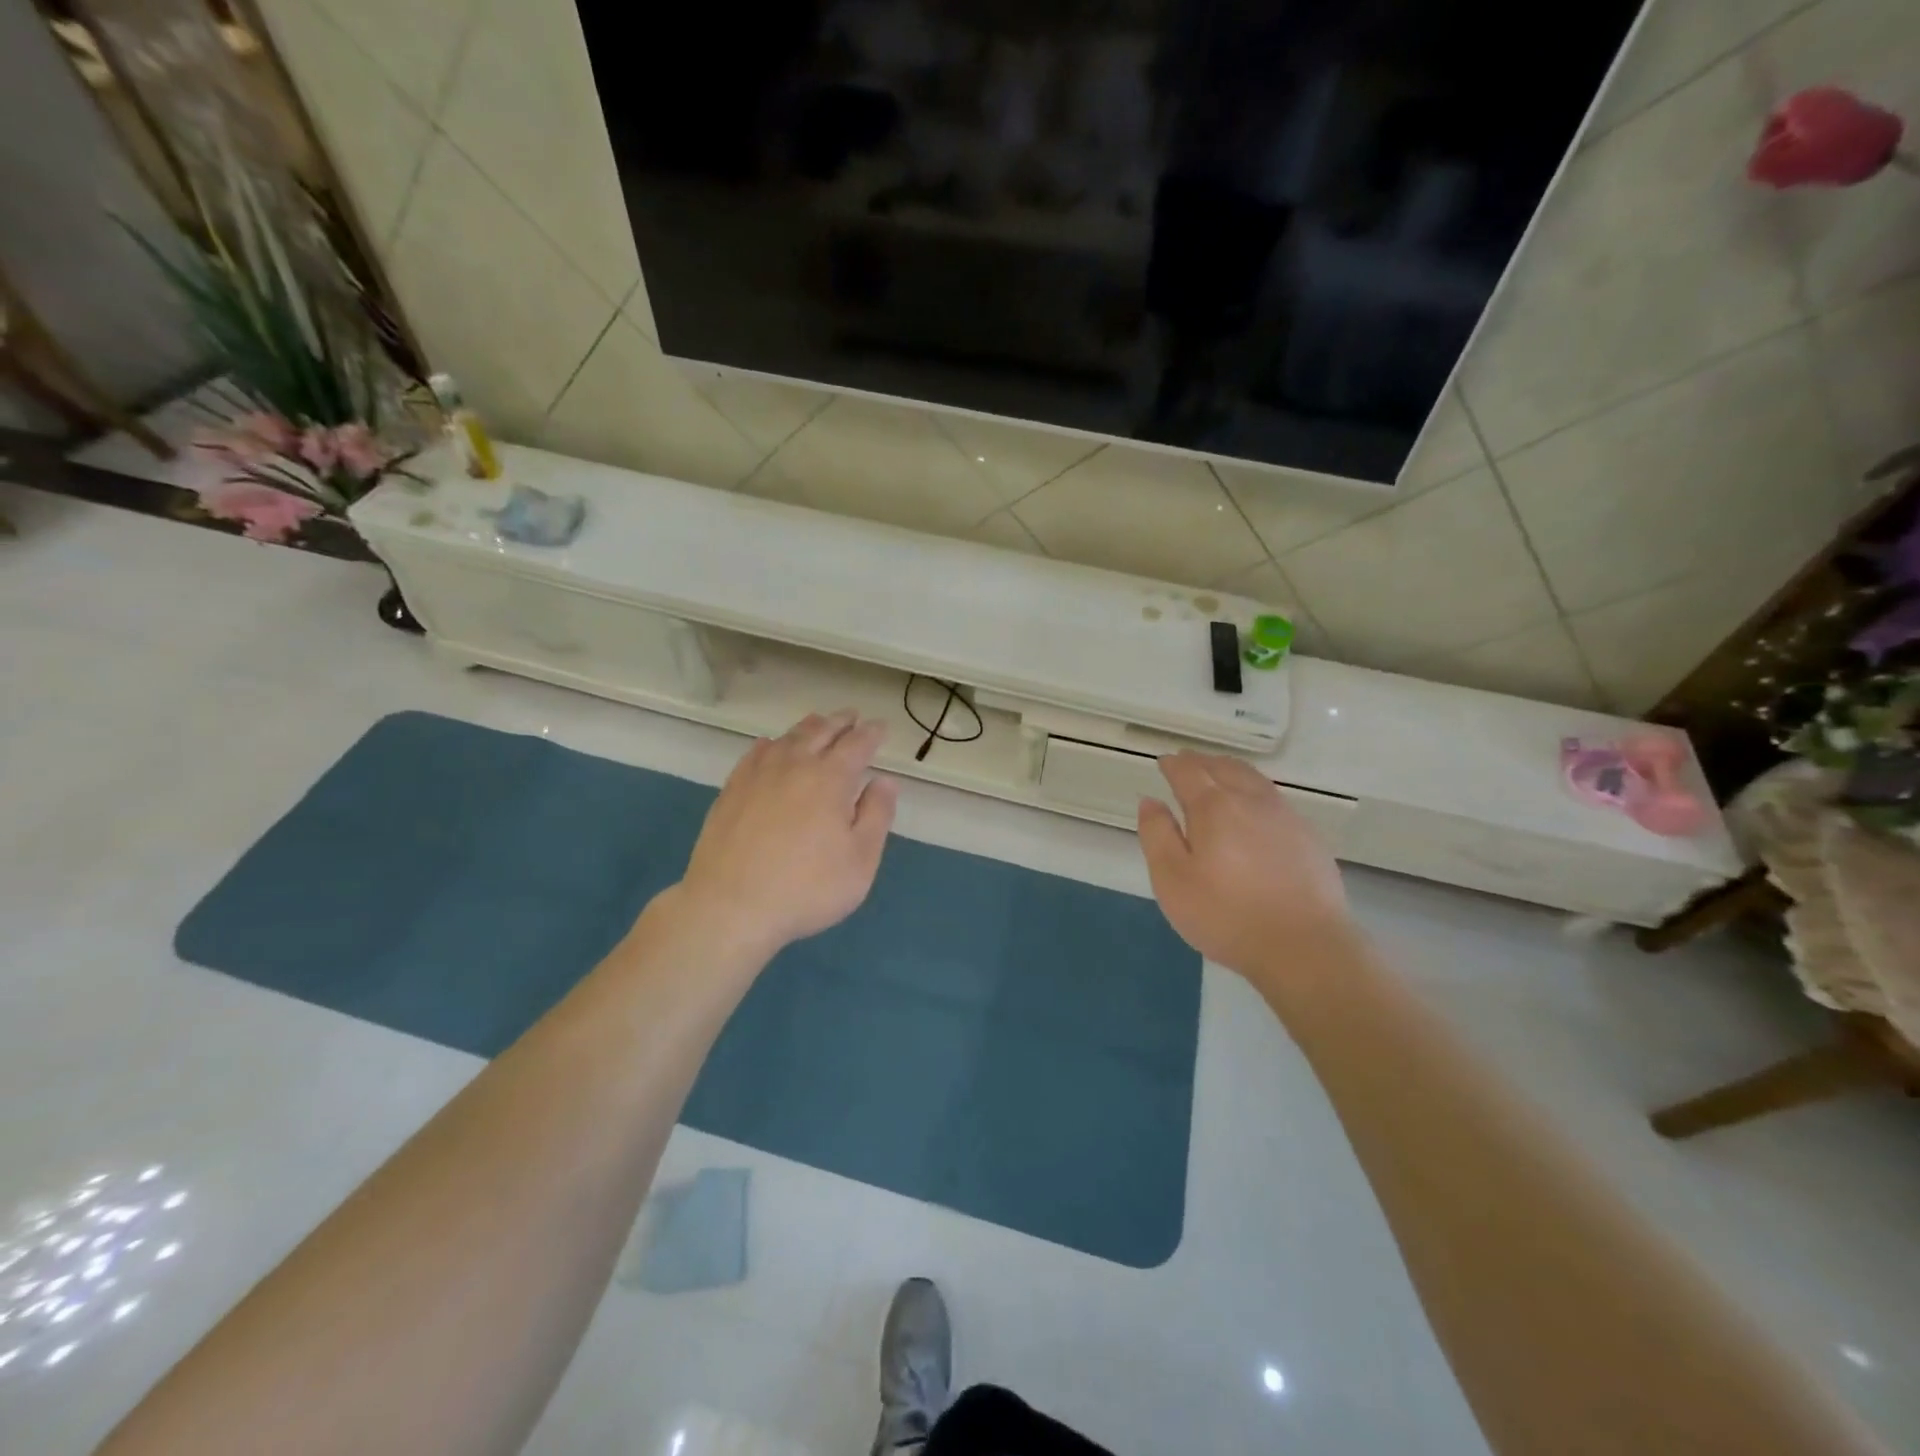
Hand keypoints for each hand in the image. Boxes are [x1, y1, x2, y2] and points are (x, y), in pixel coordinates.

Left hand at [675, 709, 898, 957]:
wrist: (730, 906)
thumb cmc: (807, 887)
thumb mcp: (860, 859)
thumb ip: (877, 815)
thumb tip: (885, 781)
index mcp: (831, 778)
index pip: (857, 744)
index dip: (871, 733)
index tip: (881, 727)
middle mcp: (795, 765)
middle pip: (821, 732)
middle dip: (841, 722)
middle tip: (852, 716)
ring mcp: (758, 775)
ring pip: (787, 738)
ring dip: (808, 727)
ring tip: (818, 723)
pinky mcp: (731, 790)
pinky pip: (755, 753)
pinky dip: (770, 744)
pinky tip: (770, 746)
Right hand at [1138, 753, 1350, 979]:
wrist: (1304, 946)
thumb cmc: (1227, 914)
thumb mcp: (1172, 880)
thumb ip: (1157, 835)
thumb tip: (1150, 801)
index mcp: (1213, 807)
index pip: (1188, 772)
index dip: (1173, 765)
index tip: (1163, 763)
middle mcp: (1251, 801)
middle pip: (1224, 768)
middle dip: (1202, 762)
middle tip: (1187, 763)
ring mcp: (1285, 817)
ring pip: (1253, 779)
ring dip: (1231, 771)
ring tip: (1219, 776)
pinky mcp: (1308, 837)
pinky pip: (1275, 800)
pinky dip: (1255, 792)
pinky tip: (1254, 810)